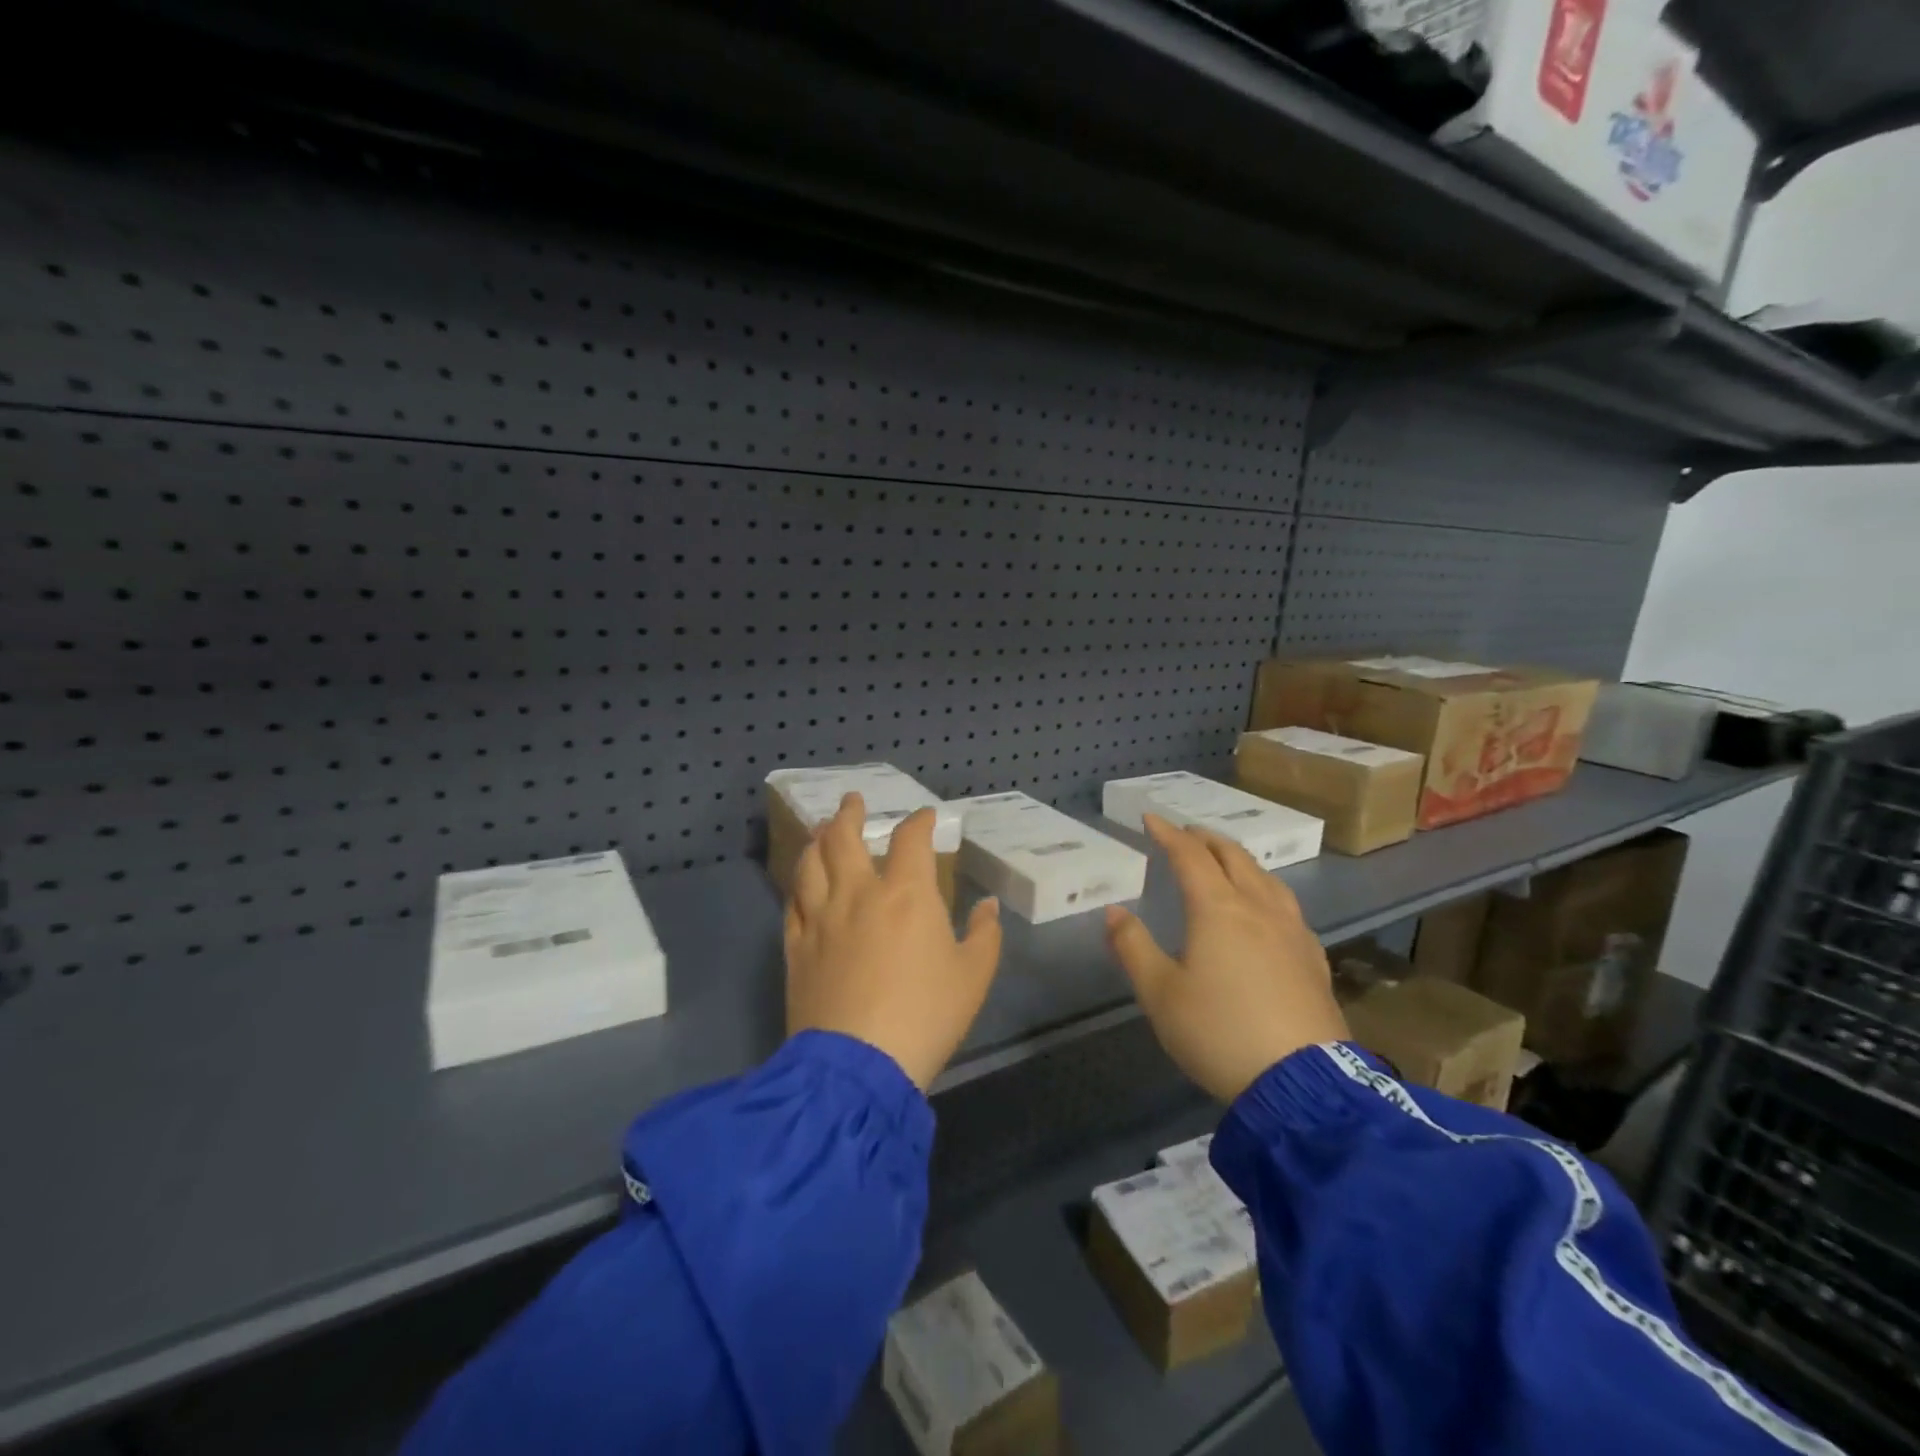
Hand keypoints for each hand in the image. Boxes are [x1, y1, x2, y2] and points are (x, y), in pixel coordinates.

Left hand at [785, 793, 1003, 1090]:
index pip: (910, 840)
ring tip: (821, 832)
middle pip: (844, 838)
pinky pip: (792, 904)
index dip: (918, 822)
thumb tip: (987, 906)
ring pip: (810, 864)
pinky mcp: (796, 947)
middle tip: (852, 801)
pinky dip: (799, 886)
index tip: (924, 817)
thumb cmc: (926, 1015)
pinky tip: (802, 885)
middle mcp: (858, 894)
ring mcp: (821, 919)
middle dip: (849, 814)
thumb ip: (983, 934)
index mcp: (906, 894)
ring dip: (817, 841)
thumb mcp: (973, 976)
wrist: (859, 1064)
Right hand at [1106, 814, 1348, 1102]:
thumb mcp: (1160, 994)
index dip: (1168, 834)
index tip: (1150, 818)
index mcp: (1219, 909)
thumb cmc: (1220, 1033)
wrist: (1302, 1083)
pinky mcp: (1313, 959)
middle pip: (1233, 857)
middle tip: (1186, 833)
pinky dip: (1266, 889)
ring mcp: (1292, 932)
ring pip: (1266, 878)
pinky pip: (1286, 906)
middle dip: (1206, 839)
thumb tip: (1114, 911)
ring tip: (1225, 860)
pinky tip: (1266, 909)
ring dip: (1239, 860)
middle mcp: (1258, 908)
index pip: (1190, 856)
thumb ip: (1133, 947)